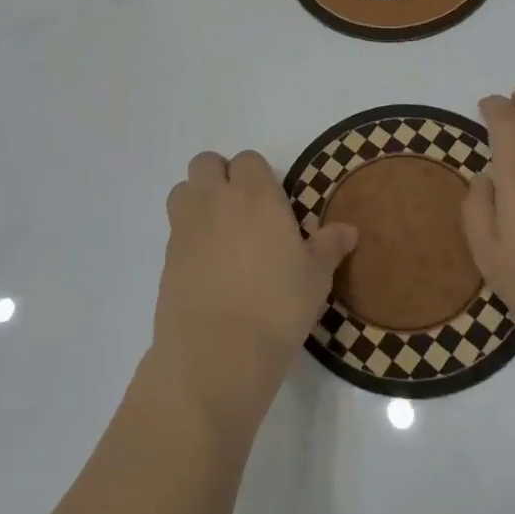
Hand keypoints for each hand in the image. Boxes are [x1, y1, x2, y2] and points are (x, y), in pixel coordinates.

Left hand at [152, 150, 357, 427]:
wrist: (218, 353)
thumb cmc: (278, 306)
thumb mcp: (316, 277)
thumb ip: (329, 247)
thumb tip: (348, 230)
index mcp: (255, 194)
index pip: (248, 160)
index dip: (257, 176)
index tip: (271, 202)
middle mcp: (216, 200)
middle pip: (206, 164)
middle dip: (220, 176)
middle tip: (241, 209)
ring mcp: (186, 227)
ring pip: (183, 191)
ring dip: (197, 200)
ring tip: (218, 232)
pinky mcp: (166, 258)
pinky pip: (174, 231)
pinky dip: (188, 238)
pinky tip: (206, 268)